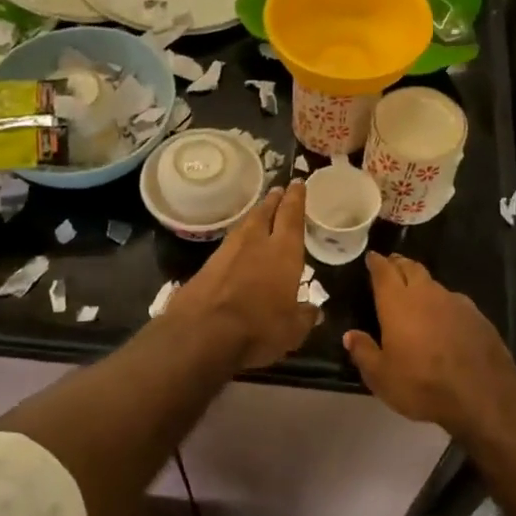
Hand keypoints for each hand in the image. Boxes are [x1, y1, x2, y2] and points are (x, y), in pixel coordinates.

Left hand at [167, 182, 318, 370]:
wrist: (202, 332)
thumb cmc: (258, 329)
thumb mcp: (292, 331)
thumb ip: (304, 316)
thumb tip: (313, 310)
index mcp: (284, 252)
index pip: (292, 216)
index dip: (296, 198)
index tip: (298, 183)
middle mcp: (256, 243)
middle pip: (266, 212)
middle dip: (275, 200)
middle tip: (279, 190)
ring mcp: (228, 251)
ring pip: (245, 224)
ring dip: (255, 215)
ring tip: (261, 211)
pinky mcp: (207, 264)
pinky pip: (229, 242)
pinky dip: (239, 237)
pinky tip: (239, 243)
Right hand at [343, 253, 515, 433]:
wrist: (482, 394)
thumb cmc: (422, 384)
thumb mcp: (381, 377)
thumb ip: (364, 352)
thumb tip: (350, 335)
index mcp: (397, 303)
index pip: (384, 271)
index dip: (376, 262)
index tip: (372, 257)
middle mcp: (426, 294)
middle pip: (411, 268)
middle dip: (399, 264)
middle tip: (391, 264)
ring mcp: (455, 302)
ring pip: (434, 283)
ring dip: (422, 283)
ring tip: (416, 292)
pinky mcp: (477, 316)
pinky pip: (454, 301)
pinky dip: (443, 303)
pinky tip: (444, 317)